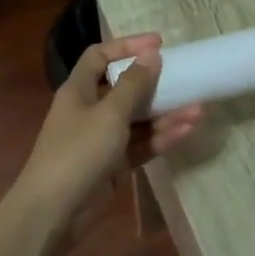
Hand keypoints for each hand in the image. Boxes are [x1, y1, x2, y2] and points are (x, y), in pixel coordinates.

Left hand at [13, 34, 202, 237]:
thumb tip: (151, 54)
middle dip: (156, 84)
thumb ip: (133, 84)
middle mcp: (90, 110)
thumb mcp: (109, 113)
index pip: (99, 57)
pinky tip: (187, 131)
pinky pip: (142, 144)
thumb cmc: (78, 152)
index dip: (126, 46)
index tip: (158, 44)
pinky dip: (162, 138)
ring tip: (199, 110)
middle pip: (125, 88)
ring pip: (139, 119)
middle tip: (186, 79)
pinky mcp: (114, 164)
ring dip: (167, 114)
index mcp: (79, 90)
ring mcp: (102, 139)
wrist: (55, 211)